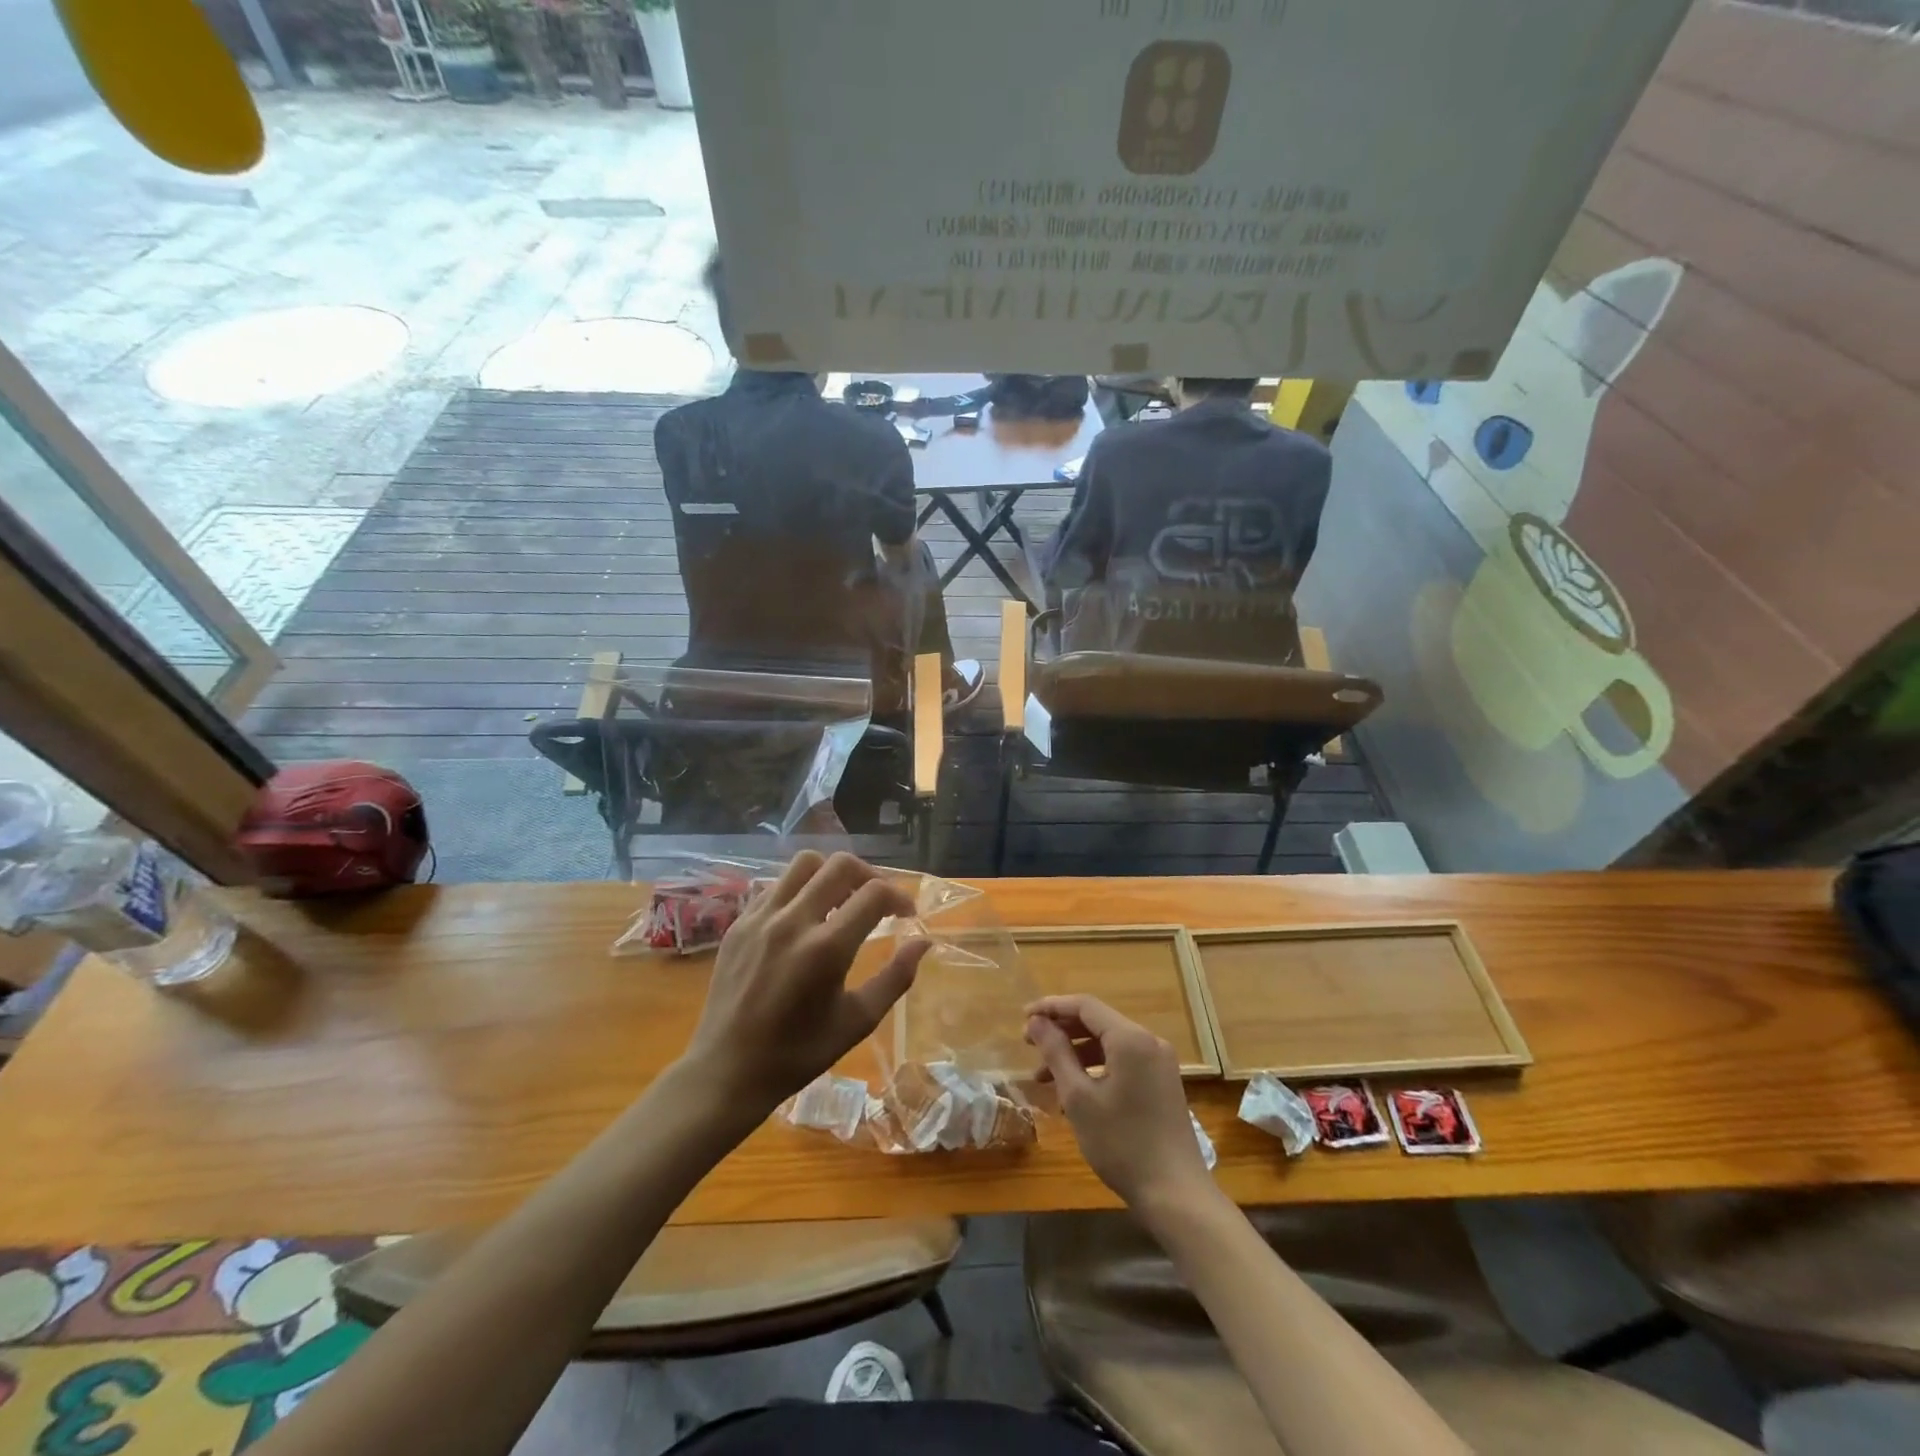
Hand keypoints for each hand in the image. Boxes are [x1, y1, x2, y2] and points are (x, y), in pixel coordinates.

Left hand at [681, 852, 928, 1114]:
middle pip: (841, 865)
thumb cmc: (798, 1053)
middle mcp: (793, 921)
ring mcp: (761, 918)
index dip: (900, 897)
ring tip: (841, 902)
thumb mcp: (858, 1021)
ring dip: (832, 875)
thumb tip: (923, 942)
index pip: (874, 893)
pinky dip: (800, 891)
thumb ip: (896, 977)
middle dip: (870, 876)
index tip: (906, 915)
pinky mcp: (739, 923)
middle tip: (878, 902)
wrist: (727, 1071)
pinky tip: (805, 919)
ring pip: (805, 864)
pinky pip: (777, 886)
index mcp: (826, 948)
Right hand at [1025, 994, 1210, 1208]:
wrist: (1176, 1195)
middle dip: (1061, 1030)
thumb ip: (1056, 1053)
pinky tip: (1074, 1092)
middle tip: (1028, 1045)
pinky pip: (1122, 1061)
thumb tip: (1036, 1021)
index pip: (1085, 1006)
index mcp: (1130, 1038)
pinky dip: (1095, 1068)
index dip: (1050, 1007)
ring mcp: (1159, 1063)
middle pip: (1098, 1022)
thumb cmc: (1121, 1144)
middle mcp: (1149, 1041)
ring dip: (1075, 1053)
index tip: (1023, 1018)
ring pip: (1109, 1044)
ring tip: (1043, 1077)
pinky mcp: (1162, 1083)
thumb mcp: (1079, 1098)